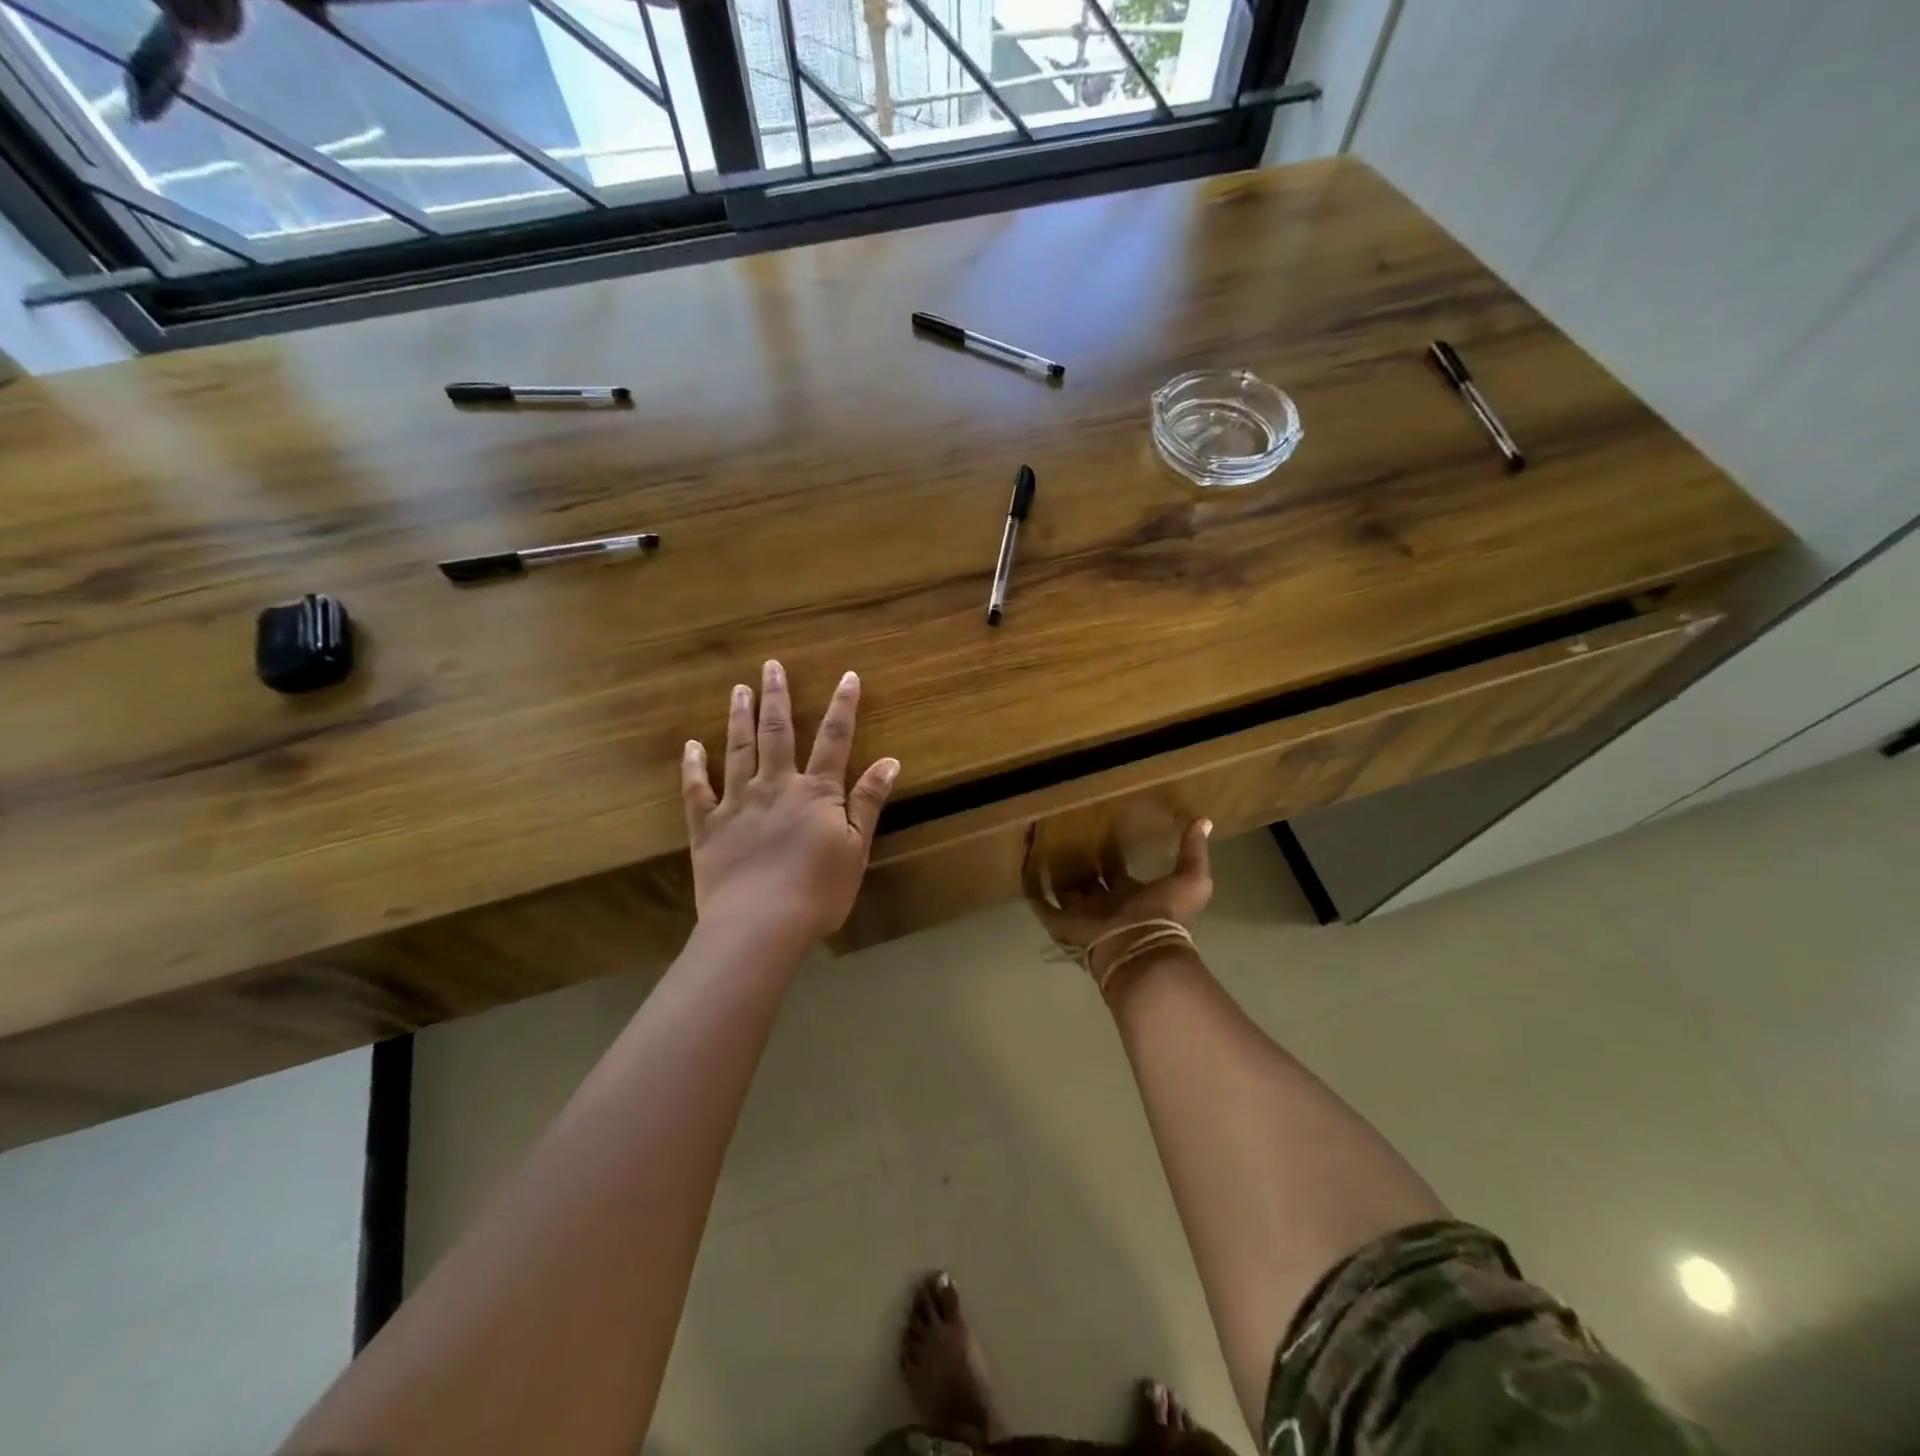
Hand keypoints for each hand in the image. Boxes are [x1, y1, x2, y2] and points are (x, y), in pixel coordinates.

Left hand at [682, 660, 899, 947]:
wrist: (759, 925)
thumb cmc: (818, 891)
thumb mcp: (856, 848)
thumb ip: (868, 802)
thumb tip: (889, 761)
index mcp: (815, 792)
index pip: (834, 740)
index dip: (843, 707)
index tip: (848, 676)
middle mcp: (775, 786)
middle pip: (777, 733)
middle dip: (777, 697)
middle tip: (770, 666)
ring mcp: (737, 803)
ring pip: (738, 751)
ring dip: (739, 718)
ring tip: (739, 690)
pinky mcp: (707, 826)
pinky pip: (696, 791)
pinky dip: (693, 767)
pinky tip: (690, 746)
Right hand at [1025, 819, 1213, 984]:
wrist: (1138, 948)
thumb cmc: (1163, 915)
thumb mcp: (1191, 880)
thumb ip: (1194, 852)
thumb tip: (1203, 821)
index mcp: (1131, 895)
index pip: (1117, 872)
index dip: (1111, 854)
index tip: (1101, 830)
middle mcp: (1104, 904)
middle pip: (1088, 881)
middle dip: (1080, 862)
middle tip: (1067, 834)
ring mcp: (1081, 914)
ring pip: (1064, 890)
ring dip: (1055, 872)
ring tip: (1041, 846)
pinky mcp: (1061, 923)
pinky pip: (1041, 903)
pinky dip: (1032, 887)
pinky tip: (1023, 866)